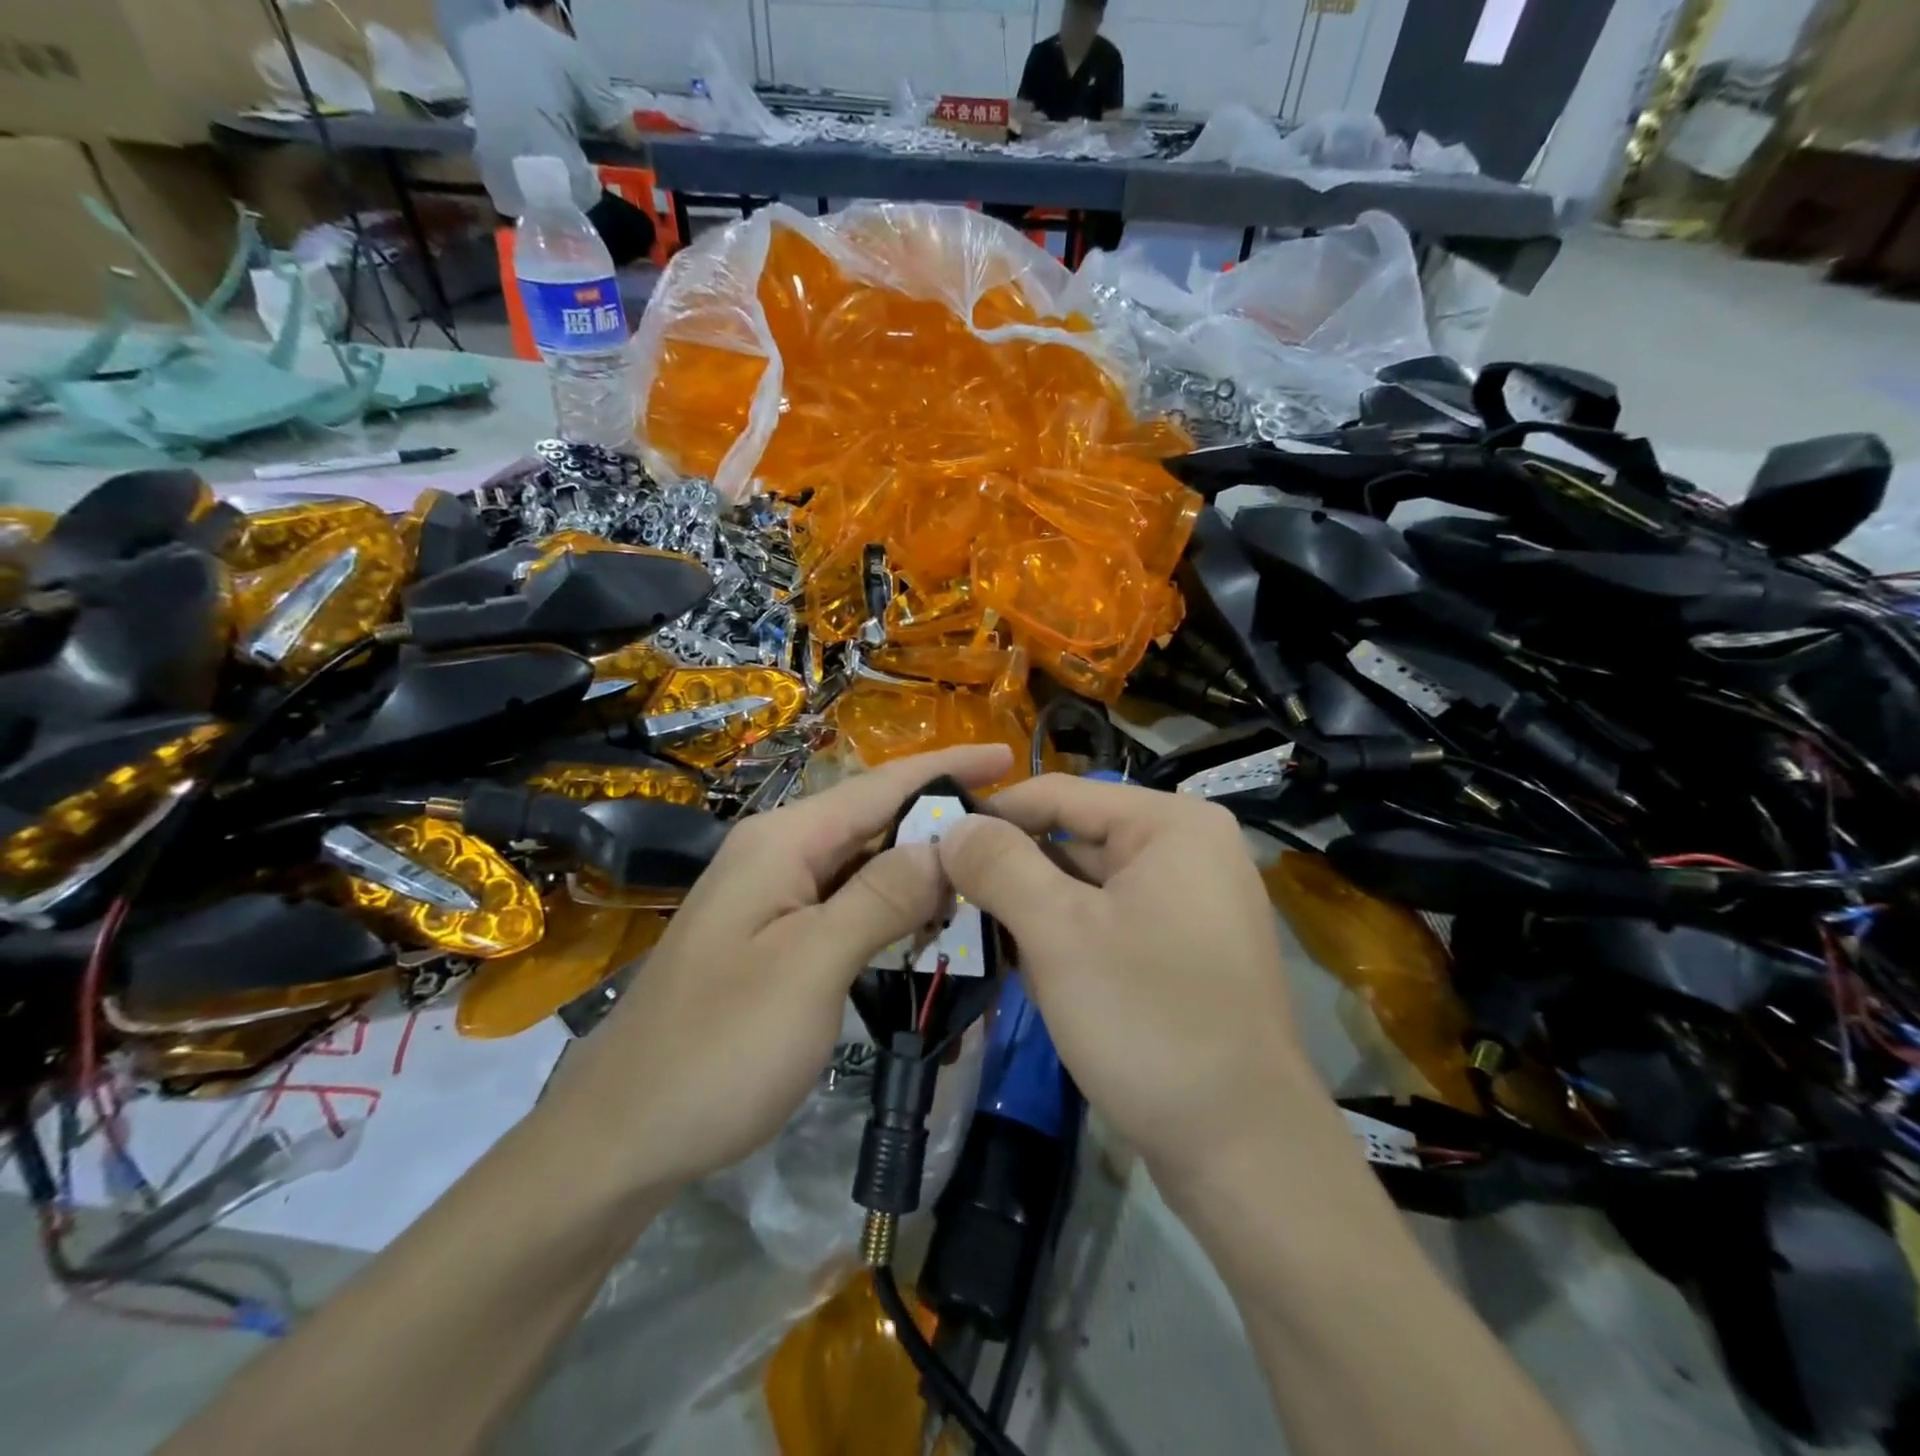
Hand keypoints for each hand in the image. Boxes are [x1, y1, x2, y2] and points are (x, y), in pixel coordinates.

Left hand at [557, 745, 1014, 1194]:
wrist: (624, 1133)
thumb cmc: (719, 1049)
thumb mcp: (810, 968)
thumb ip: (879, 898)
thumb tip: (943, 844)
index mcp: (782, 842)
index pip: (880, 786)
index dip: (945, 768)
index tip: (1007, 756)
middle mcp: (777, 854)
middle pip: (873, 819)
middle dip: (940, 818)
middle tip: (1014, 829)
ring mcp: (772, 896)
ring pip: (864, 864)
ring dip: (920, 867)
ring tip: (987, 873)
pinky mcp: (775, 936)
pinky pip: (847, 903)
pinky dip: (893, 908)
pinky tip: (930, 924)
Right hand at [937, 776, 1315, 1187]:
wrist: (1243, 1151)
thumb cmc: (1149, 1021)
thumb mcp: (1059, 933)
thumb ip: (1000, 866)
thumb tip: (953, 825)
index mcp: (1171, 824)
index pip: (1059, 794)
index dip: (991, 815)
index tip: (931, 841)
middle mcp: (1188, 850)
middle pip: (1073, 838)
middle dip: (1009, 869)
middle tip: (942, 895)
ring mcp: (1190, 903)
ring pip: (1087, 885)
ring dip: (1030, 907)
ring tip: (970, 929)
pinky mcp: (1183, 951)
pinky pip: (1108, 921)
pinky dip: (1063, 936)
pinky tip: (1019, 962)